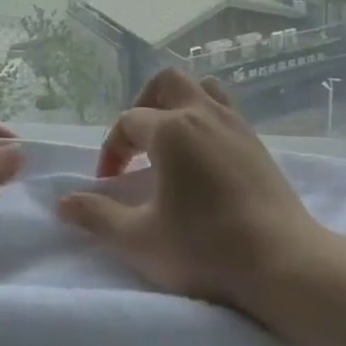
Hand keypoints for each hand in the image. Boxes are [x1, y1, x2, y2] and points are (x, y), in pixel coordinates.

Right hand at [57, 69, 327, 308]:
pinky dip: (206, 119)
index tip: (108, 184)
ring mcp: (236, 125)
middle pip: (167, 82)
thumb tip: (62, 202)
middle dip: (144, 104)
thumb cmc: (205, 248)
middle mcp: (203, 114)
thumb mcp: (140, 239)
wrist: (282, 263)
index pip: (128, 122)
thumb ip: (97, 216)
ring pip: (202, 88)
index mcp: (171, 130)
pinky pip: (226, 110)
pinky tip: (203, 158)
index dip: (111, 149)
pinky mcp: (257, 142)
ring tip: (169, 141)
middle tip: (137, 143)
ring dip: (179, 104)